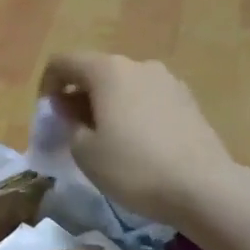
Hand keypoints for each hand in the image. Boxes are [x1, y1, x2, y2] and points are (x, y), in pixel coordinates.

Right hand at [39, 53, 238, 226]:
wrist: (203, 187)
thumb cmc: (132, 167)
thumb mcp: (84, 151)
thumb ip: (68, 123)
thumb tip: (68, 109)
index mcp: (107, 71)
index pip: (63, 62)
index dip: (47, 85)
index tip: (47, 115)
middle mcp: (138, 65)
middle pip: (96, 71)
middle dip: (77, 95)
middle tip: (71, 129)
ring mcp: (168, 81)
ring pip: (124, 85)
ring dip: (106, 104)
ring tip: (104, 138)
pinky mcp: (188, 100)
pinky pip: (147, 98)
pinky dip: (131, 112)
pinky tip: (135, 143)